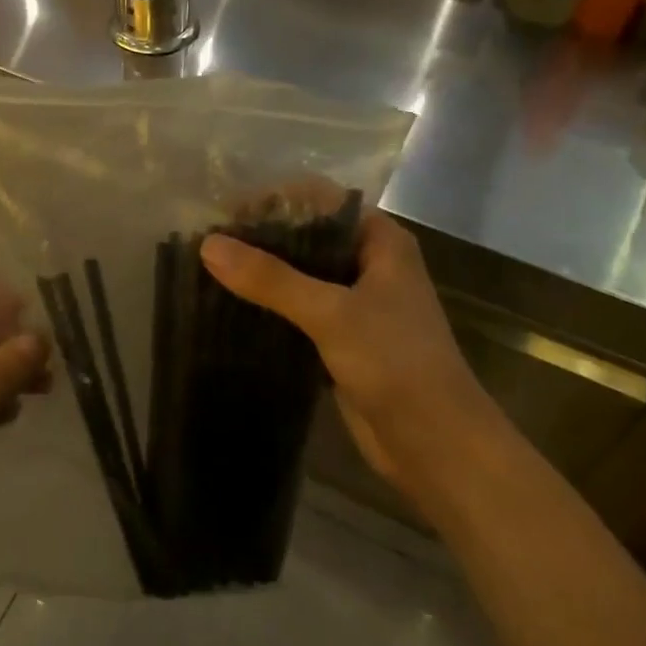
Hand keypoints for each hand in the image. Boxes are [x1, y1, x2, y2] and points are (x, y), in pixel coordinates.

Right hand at [199, 211, 487, 495]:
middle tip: (210, 244)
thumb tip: (208, 244)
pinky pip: (300, 310)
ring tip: (210, 270)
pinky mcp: (343, 338)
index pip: (320, 200)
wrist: (436, 445)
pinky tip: (232, 308)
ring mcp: (357, 303)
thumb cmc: (396, 363)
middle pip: (308, 236)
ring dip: (263, 274)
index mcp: (380, 241)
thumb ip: (270, 278)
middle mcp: (370, 264)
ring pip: (301, 275)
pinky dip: (270, 306)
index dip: (274, 200)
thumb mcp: (331, 313)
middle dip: (262, 238)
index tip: (225, 213)